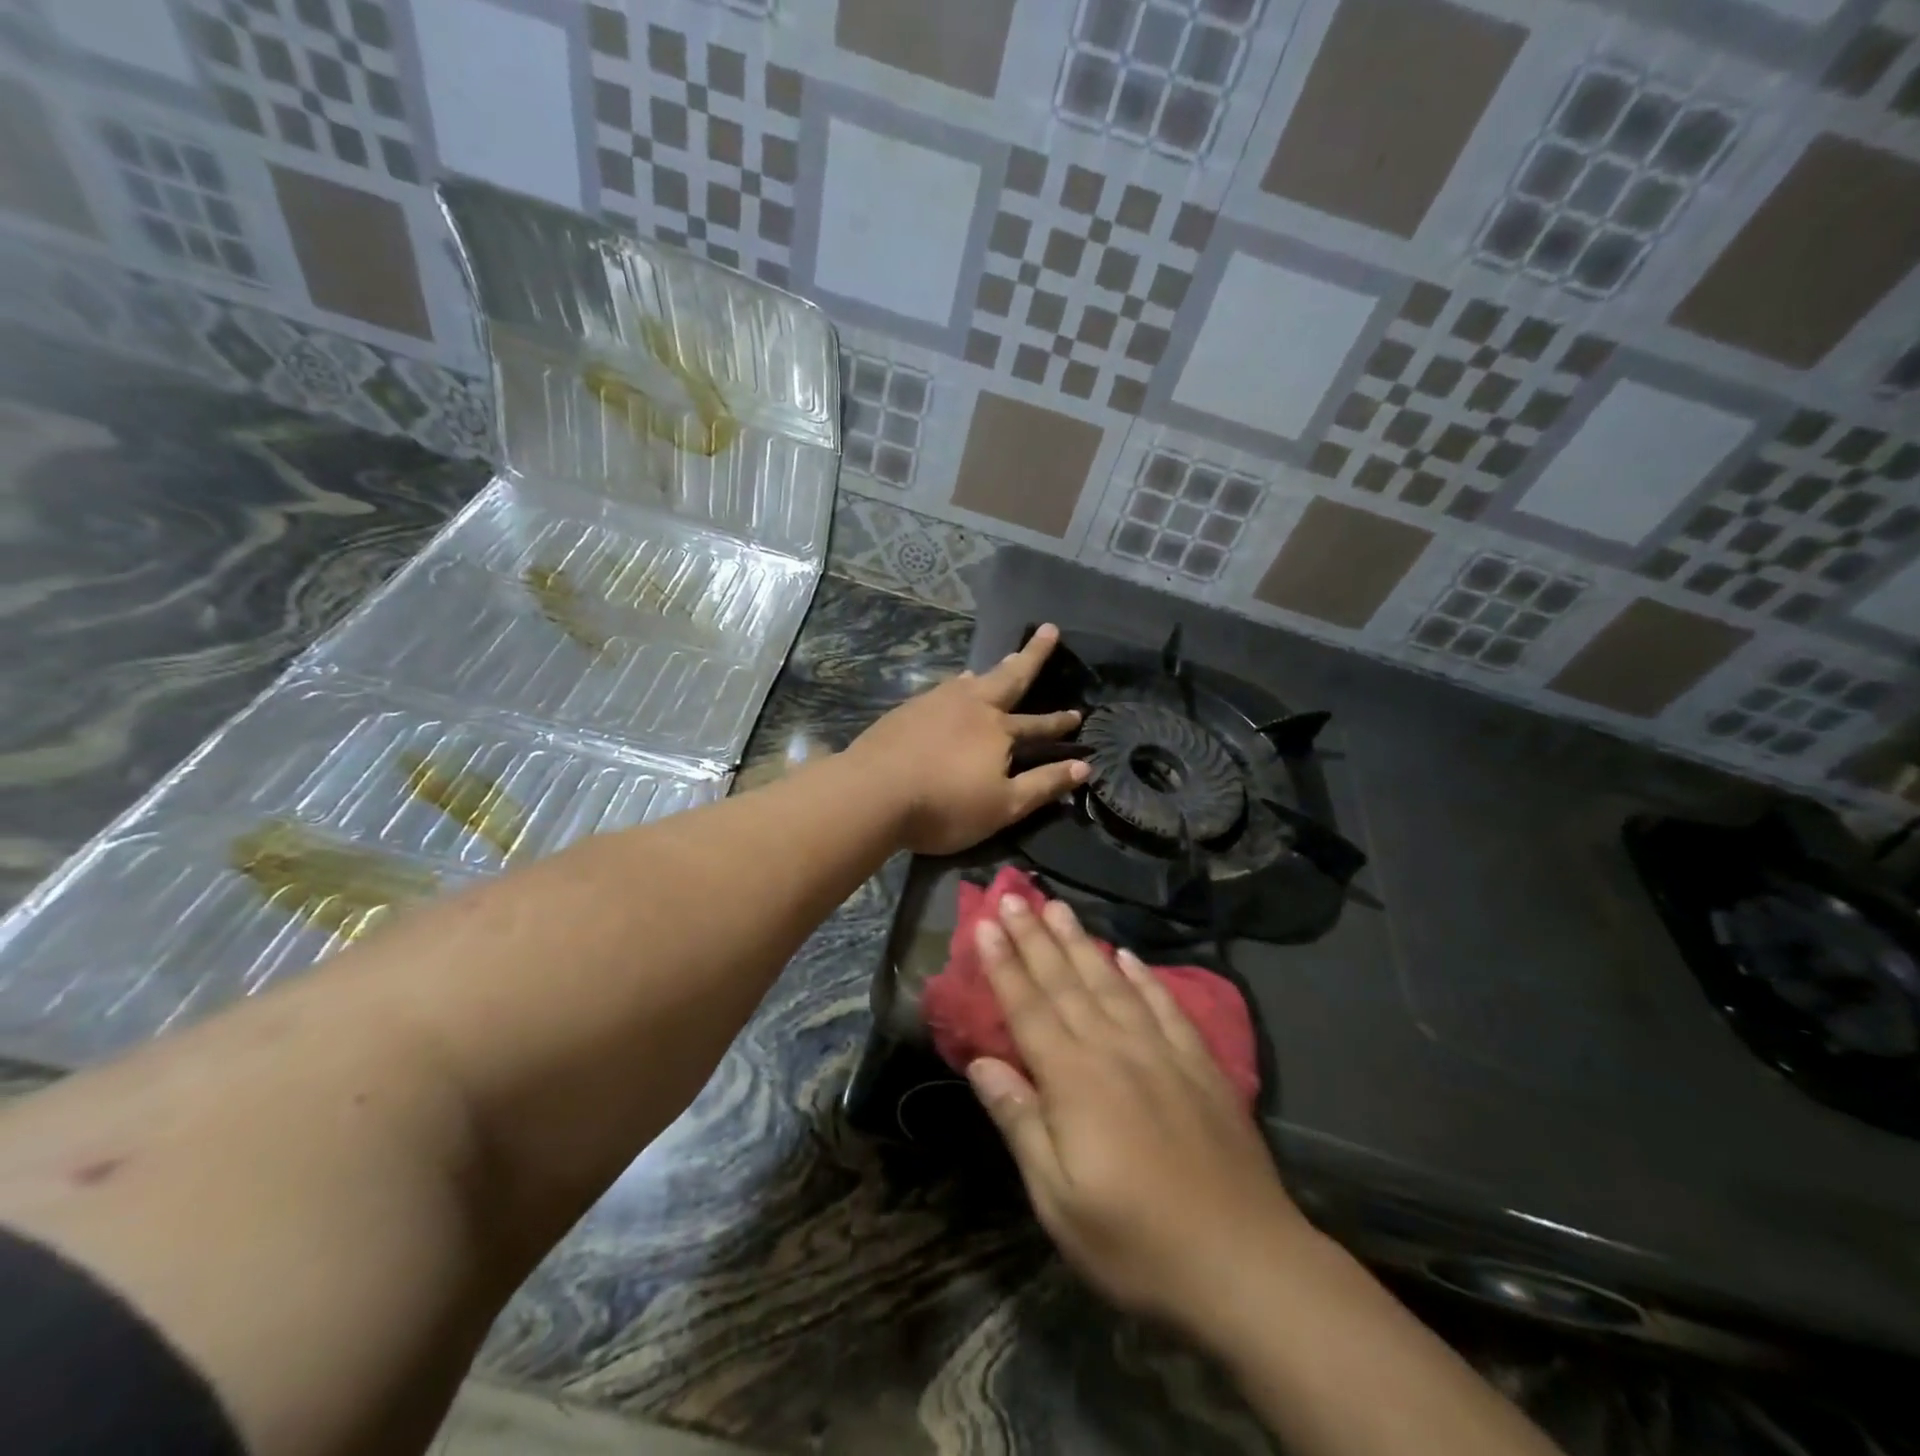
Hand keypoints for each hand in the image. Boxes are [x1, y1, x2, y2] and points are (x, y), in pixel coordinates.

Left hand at [846, 624, 1087, 855]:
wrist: (873, 793)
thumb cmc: (944, 805)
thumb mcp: (1004, 806)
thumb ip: (1044, 785)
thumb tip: (1084, 766)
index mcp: (999, 729)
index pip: (1038, 725)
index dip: (1059, 723)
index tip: (1078, 714)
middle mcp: (971, 705)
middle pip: (1009, 677)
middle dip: (1032, 655)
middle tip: (1047, 630)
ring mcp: (936, 702)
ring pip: (972, 680)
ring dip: (992, 671)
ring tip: (1003, 661)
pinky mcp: (908, 709)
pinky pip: (943, 689)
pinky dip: (957, 684)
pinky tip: (953, 686)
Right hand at [967, 894, 1315, 1334]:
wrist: (1246, 1263)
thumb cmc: (1136, 1241)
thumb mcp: (1058, 1199)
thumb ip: (1021, 1122)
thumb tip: (981, 1063)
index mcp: (1074, 1079)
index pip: (1028, 1008)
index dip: (1004, 964)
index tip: (985, 922)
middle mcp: (1114, 1049)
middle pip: (1066, 982)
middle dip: (1034, 936)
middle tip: (1013, 894)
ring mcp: (1162, 1052)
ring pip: (1111, 982)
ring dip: (1081, 942)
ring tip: (1059, 906)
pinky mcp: (1199, 1064)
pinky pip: (1165, 1006)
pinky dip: (1143, 977)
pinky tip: (1129, 956)